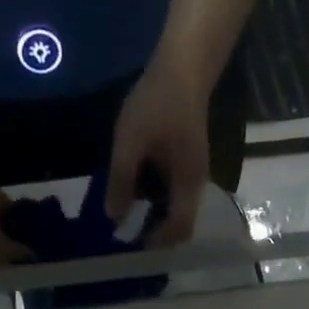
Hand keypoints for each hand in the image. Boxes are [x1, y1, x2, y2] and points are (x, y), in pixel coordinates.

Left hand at [106, 55, 211, 248]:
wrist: (184, 66)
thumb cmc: (157, 102)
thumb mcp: (130, 142)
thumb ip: (121, 181)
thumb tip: (113, 218)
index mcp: (187, 184)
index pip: (179, 228)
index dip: (157, 241)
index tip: (133, 240)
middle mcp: (195, 185)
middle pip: (181, 225)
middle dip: (157, 233)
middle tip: (128, 230)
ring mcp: (194, 175)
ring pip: (178, 211)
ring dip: (156, 218)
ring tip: (128, 212)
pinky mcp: (188, 164)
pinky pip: (175, 195)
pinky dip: (158, 202)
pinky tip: (137, 190)